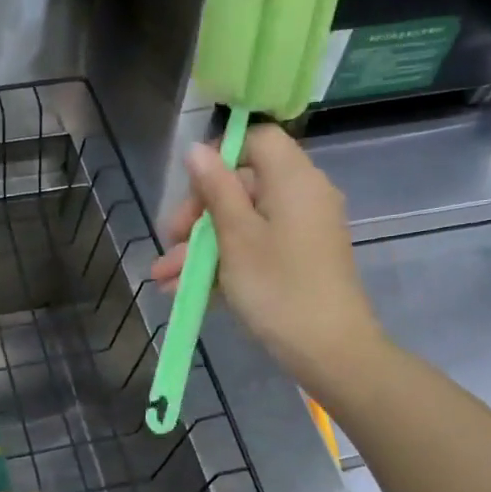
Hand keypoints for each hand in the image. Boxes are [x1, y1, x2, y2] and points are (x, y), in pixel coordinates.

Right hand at [150, 123, 384, 379]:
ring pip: (241, 224)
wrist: (328, 350)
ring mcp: (300, 232)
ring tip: (162, 279)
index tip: (190, 189)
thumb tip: (197, 149)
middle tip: (168, 241)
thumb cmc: (278, 286)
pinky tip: (184, 290)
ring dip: (199, 248)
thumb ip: (216, 189)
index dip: (220, 157)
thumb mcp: (236, 237)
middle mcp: (301, 197)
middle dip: (198, 215)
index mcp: (293, 180)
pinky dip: (222, 264)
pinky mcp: (297, 261)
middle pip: (242, 186)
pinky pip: (254, 249)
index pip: (257, 141)